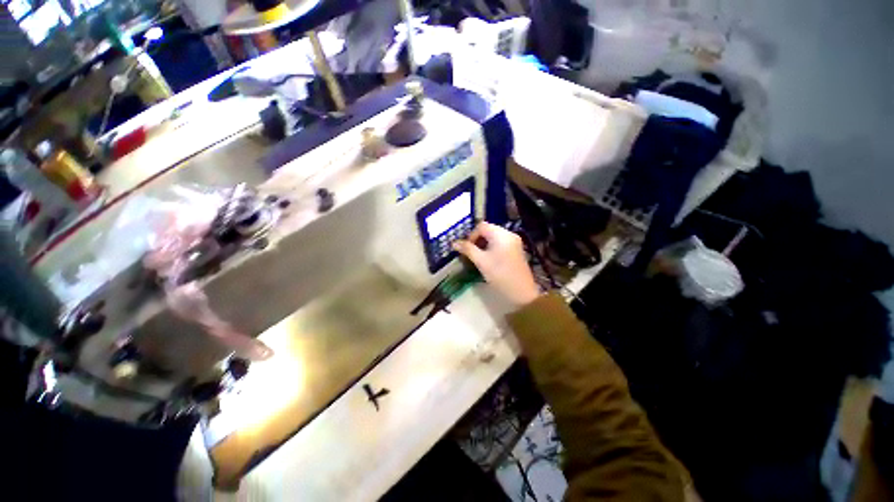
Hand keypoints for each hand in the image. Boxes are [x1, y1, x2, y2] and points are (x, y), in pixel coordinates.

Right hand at [453, 222, 540, 307]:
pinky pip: (500, 244)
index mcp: (501, 234)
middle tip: (470, 254)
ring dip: (483, 245)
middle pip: (488, 230)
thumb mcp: (481, 261)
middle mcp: (509, 234)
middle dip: (477, 240)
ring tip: (478, 258)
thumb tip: (454, 243)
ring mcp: (514, 242)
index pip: (481, 226)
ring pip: (494, 238)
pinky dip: (491, 248)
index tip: (466, 249)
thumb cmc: (500, 275)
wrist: (522, 293)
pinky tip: (488, 260)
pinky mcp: (516, 250)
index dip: (471, 236)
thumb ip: (467, 249)